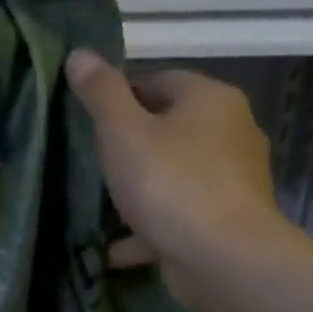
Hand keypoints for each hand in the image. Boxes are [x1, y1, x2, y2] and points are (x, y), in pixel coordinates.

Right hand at [64, 50, 285, 310]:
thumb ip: (100, 92)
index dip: (119, 96)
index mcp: (210, 99)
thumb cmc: (169, 182)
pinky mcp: (227, 220)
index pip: (158, 80)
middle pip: (168, 127)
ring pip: (174, 173)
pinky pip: (179, 214)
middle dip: (129, 144)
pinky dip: (149, 227)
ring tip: (99, 204)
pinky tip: (115, 246)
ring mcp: (233, 179)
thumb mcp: (121, 131)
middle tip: (91, 161)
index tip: (88, 120)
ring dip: (138, 188)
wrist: (222, 257)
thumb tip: (79, 53)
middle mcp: (231, 131)